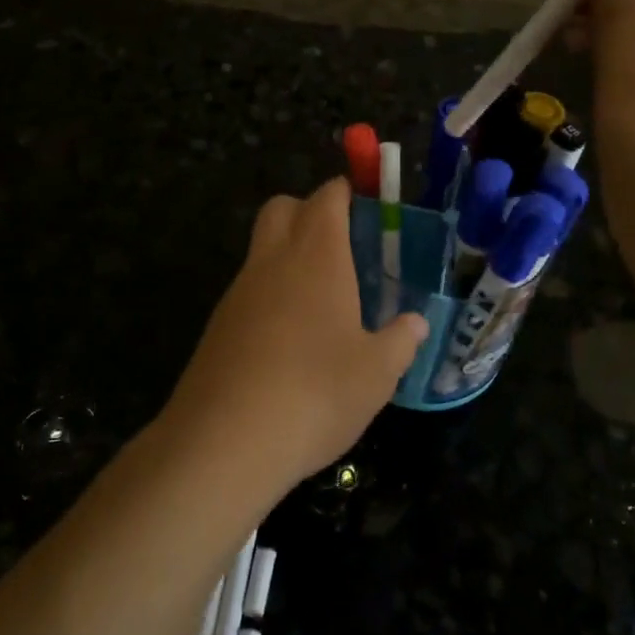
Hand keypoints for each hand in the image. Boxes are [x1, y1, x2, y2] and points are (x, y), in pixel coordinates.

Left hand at [159, 178, 428, 492]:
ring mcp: (238, 294)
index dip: (344, 192)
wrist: (225, 442)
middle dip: (308, 211)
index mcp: (317, 258)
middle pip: (281, 208)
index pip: (326, 199)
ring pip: (261, 250)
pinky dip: (270, 295)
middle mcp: (272, 263)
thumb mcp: (376, 374)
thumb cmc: (316, 394)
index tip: (364, 204)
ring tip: (323, 302)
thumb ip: (400, 342)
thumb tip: (416, 324)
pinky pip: (248, 291)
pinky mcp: (217, 327)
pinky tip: (290, 340)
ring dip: (287, 256)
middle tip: (342, 247)